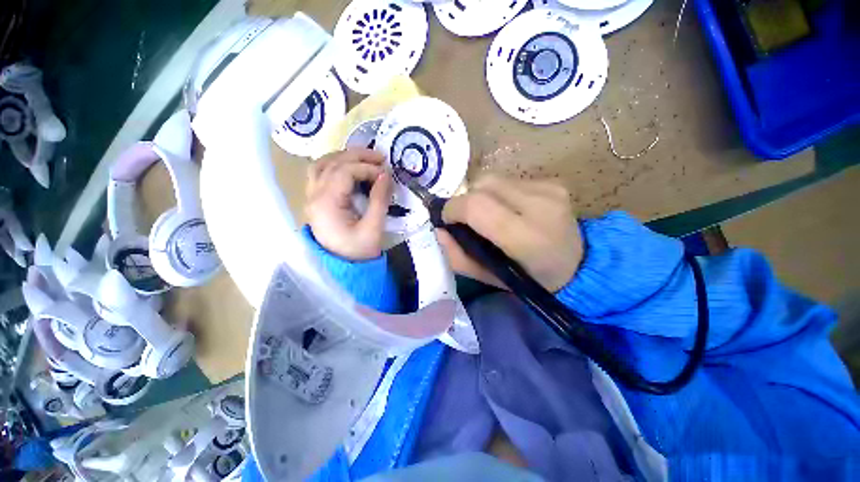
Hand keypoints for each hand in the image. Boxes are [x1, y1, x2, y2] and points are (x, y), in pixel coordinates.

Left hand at [305, 148, 392, 260]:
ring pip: (321, 164)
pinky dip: (335, 165)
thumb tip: (385, 175)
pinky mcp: (316, 200)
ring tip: (365, 158)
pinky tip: (349, 167)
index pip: (345, 172)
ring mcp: (311, 197)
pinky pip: (320, 174)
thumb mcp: (373, 228)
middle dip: (357, 156)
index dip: (367, 168)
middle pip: (331, 163)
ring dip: (343, 157)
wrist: (343, 268)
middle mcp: (314, 196)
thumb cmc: (359, 252)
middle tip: (380, 157)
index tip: (386, 174)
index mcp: (326, 203)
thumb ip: (379, 200)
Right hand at [437, 176, 582, 291]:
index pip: (476, 205)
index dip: (453, 209)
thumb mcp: (488, 277)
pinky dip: (499, 192)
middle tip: (468, 219)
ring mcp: (549, 189)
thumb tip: (439, 229)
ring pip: (493, 178)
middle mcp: (539, 205)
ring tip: (490, 214)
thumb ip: (458, 256)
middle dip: (466, 199)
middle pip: (482, 184)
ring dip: (481, 195)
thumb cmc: (529, 279)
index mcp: (524, 236)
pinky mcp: (553, 182)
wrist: (578, 266)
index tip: (448, 220)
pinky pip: (510, 179)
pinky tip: (510, 209)